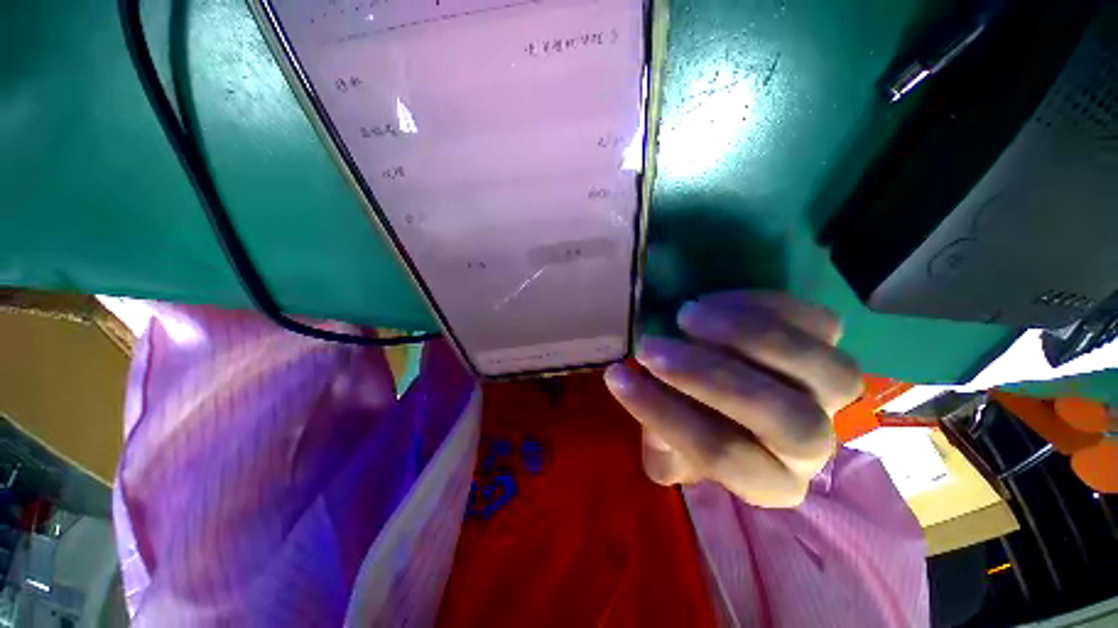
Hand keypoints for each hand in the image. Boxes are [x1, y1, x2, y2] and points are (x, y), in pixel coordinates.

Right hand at [604, 291, 863, 507]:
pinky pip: (820, 323)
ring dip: (744, 336)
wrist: (728, 391)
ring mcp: (831, 395)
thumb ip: (659, 437)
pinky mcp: (834, 346)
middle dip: (708, 375)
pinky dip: (764, 307)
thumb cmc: (694, 421)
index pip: (721, 454)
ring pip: (822, 371)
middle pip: (784, 418)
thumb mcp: (668, 445)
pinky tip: (715, 302)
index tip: (617, 376)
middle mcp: (812, 446)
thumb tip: (651, 408)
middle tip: (650, 345)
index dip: (664, 413)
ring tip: (685, 315)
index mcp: (768, 481)